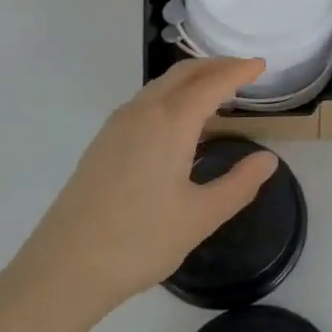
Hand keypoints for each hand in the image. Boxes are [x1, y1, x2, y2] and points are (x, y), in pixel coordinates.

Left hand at [3, 57, 277, 324]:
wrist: (64, 267)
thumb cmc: (139, 241)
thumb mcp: (200, 217)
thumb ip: (239, 184)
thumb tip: (267, 160)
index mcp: (170, 123)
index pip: (212, 83)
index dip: (239, 71)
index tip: (261, 65)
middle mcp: (143, 112)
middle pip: (184, 73)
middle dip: (215, 66)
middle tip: (243, 71)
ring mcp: (117, 125)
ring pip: (161, 85)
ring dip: (191, 79)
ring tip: (216, 92)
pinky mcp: (103, 141)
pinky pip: (145, 101)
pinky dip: (171, 95)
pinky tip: (179, 120)